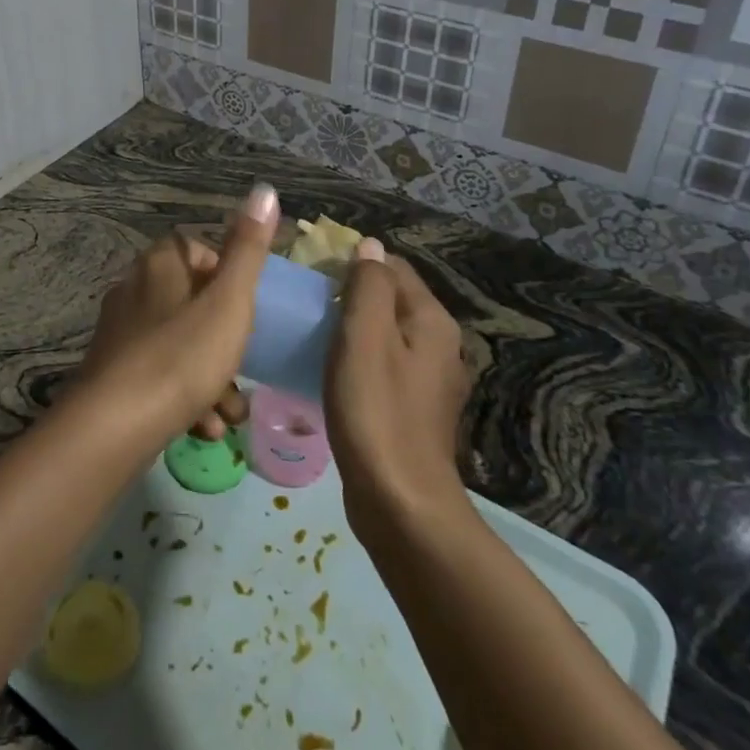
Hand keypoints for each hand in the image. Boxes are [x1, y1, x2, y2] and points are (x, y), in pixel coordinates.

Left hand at [78, 184, 278, 439]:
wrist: (114, 426)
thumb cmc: (181, 355)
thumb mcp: (229, 301)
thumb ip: (248, 249)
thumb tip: (265, 190)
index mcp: (158, 264)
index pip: (195, 250)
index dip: (226, 275)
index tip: (245, 307)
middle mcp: (134, 289)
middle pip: (192, 303)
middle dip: (225, 340)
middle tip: (245, 368)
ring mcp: (120, 333)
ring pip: (180, 345)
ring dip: (211, 378)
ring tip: (231, 412)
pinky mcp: (113, 373)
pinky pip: (160, 376)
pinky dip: (185, 397)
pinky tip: (204, 427)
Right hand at [325, 241, 472, 532]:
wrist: (400, 503)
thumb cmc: (376, 411)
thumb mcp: (365, 336)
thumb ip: (368, 285)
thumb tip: (369, 245)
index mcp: (432, 321)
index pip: (393, 267)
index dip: (354, 262)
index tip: (314, 274)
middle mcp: (441, 345)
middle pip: (392, 300)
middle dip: (352, 294)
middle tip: (309, 304)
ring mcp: (430, 382)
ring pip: (387, 334)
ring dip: (354, 329)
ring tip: (315, 334)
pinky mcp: (415, 411)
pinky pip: (385, 366)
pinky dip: (360, 360)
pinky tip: (333, 373)